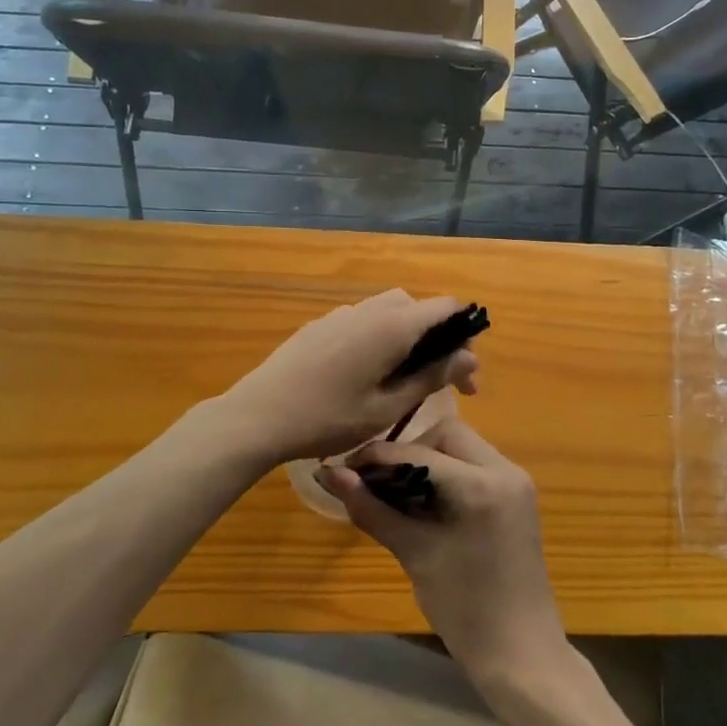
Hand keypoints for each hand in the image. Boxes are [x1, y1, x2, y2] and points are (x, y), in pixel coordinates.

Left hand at [217, 290, 478, 466]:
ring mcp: (340, 315)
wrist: (258, 417)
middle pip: (417, 307)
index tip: (465, 374)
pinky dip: (379, 338)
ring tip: (404, 378)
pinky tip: (367, 374)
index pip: (445, 307)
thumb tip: (468, 358)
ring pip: (388, 312)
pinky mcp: (319, 326)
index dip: (464, 334)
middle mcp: (369, 310)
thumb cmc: (328, 418)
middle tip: (440, 380)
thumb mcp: (388, 407)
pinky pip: (362, 321)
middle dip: (437, 338)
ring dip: (407, 337)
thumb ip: (431, 378)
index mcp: (392, 325)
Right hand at [318, 418, 565, 691]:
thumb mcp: (415, 554)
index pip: (419, 452)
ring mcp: (516, 482)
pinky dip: (448, 474)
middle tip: (377, 481)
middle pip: (447, 435)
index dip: (377, 457)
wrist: (521, 655)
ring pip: (462, 448)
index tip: (343, 468)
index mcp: (482, 485)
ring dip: (428, 460)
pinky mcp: (517, 497)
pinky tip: (424, 501)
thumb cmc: (465, 609)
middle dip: (408, 451)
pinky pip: (476, 467)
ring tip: (396, 492)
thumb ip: (373, 509)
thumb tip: (330, 476)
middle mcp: (506, 471)